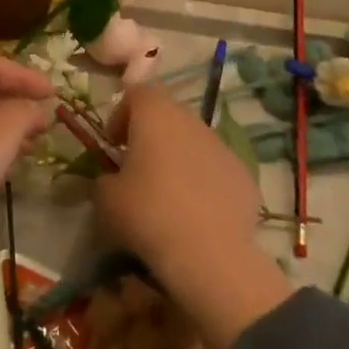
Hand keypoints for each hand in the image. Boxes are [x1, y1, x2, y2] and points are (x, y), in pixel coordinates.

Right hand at [96, 85, 292, 348]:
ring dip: (178, 158)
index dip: (121, 114)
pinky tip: (196, 214)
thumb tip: (113, 181)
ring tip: (168, 194)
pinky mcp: (244, 174)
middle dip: (151, 136)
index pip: (136, 93)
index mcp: (155, 114)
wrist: (211, 255)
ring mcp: (221, 146)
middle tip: (138, 168)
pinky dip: (204, 181)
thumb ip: (105, 179)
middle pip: (167, 115)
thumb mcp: (106, 199)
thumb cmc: (149, 214)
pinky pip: (215, 168)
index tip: (114, 144)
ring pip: (193, 141)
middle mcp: (190, 120)